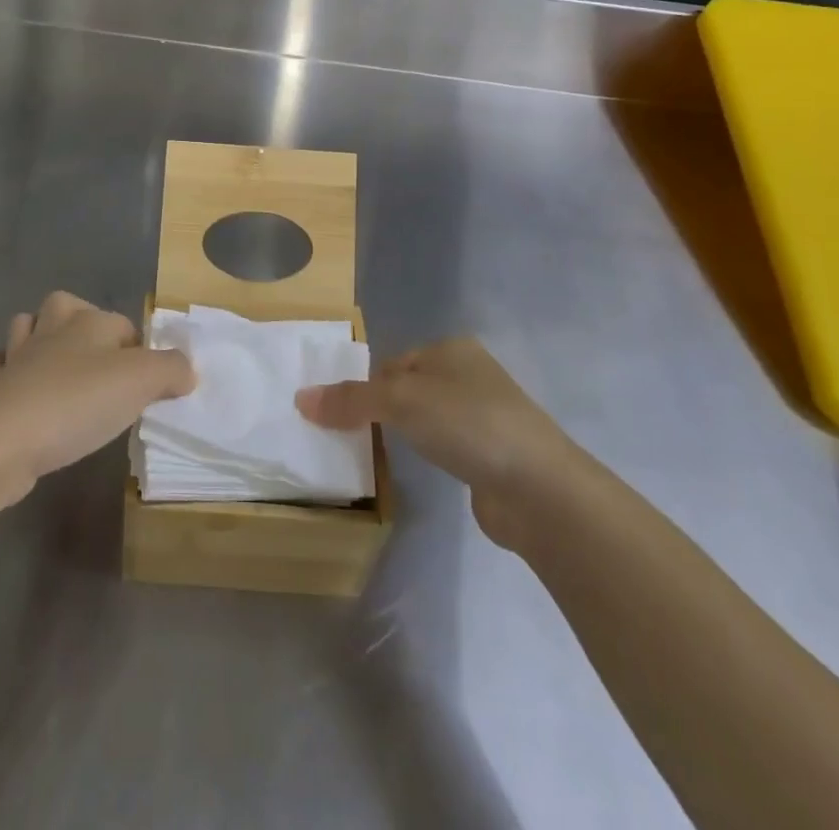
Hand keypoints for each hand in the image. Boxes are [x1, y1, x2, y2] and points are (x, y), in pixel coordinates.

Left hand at [0, 292, 195, 505]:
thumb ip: (171, 370)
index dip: (138, 349)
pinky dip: (2, 374)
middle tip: (97, 363)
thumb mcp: (141, 382)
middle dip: (78, 322)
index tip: (146, 385)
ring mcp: (14, 358)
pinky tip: (15, 392)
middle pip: (64, 306)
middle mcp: (50, 330)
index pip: (121, 323)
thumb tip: (186, 369)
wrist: (4, 441)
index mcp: (88, 322)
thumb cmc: (78, 403)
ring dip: (35, 340)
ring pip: (23, 329)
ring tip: (54, 367)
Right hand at [296, 336, 578, 550]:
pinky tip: (420, 470)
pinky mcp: (492, 454)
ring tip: (378, 455)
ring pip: (426, 418)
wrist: (539, 489)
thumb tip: (299, 399)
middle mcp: (469, 374)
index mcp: (450, 349)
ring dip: (404, 434)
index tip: (340, 416)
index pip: (392, 363)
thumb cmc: (466, 424)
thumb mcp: (399, 402)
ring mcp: (485, 415)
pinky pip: (445, 446)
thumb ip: (349, 400)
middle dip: (381, 411)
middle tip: (350, 437)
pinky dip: (427, 455)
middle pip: (407, 389)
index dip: (365, 387)